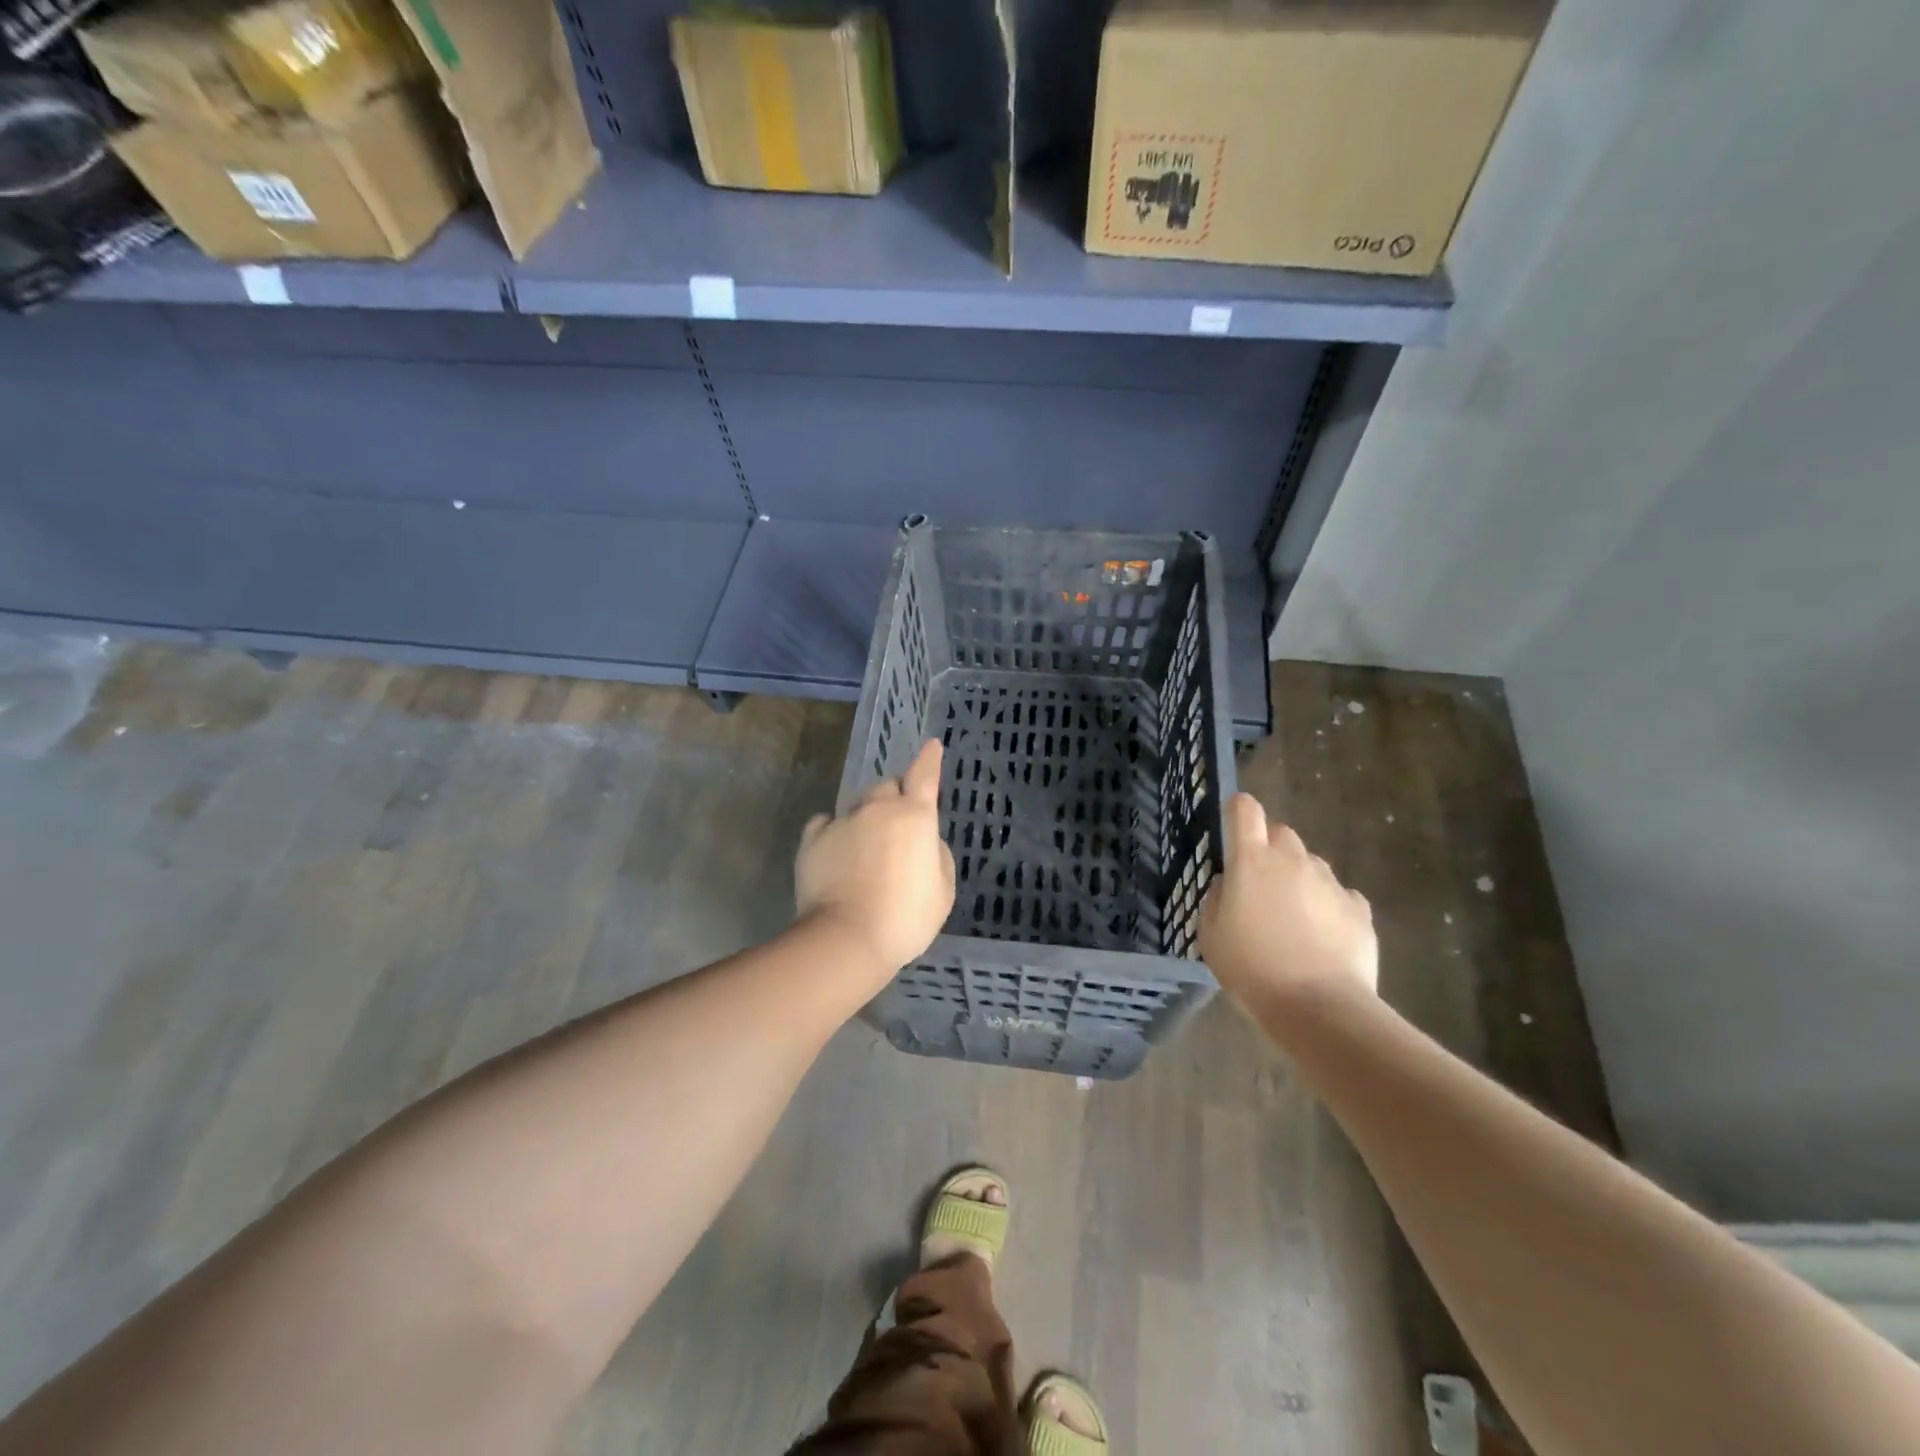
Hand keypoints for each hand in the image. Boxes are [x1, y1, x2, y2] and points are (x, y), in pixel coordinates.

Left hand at [795, 739, 955, 979]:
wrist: (847, 938)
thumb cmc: (905, 918)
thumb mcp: (943, 890)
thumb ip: (936, 854)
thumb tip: (922, 841)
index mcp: (914, 816)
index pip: (925, 776)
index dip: (929, 760)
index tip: (932, 745)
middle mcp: (877, 809)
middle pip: (887, 787)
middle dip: (895, 799)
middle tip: (897, 827)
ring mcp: (842, 821)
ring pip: (858, 806)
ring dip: (866, 818)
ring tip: (866, 849)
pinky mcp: (812, 840)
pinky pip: (825, 823)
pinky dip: (834, 831)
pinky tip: (836, 849)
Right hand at [1198, 793, 1377, 1009]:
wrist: (1320, 1007)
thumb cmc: (1253, 969)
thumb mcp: (1211, 936)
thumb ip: (1217, 899)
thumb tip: (1230, 884)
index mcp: (1252, 861)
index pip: (1245, 810)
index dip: (1237, 811)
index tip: (1233, 829)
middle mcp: (1292, 860)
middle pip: (1281, 833)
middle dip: (1269, 850)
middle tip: (1260, 886)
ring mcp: (1330, 882)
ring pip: (1310, 864)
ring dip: (1298, 879)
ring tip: (1293, 920)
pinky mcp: (1359, 908)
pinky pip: (1338, 895)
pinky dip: (1328, 906)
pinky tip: (1322, 937)